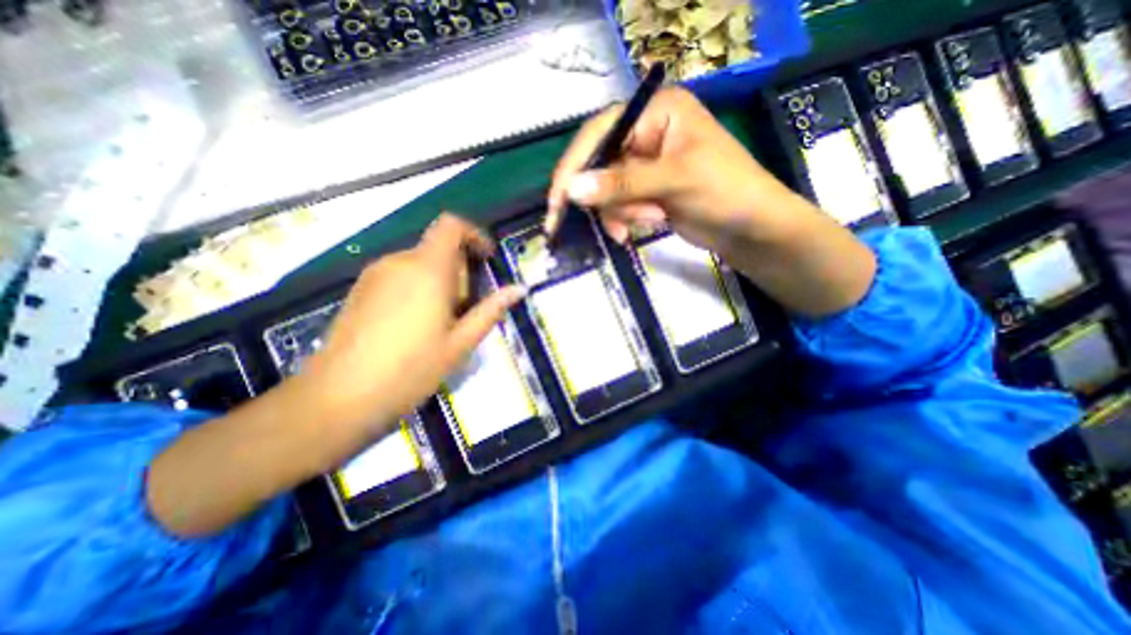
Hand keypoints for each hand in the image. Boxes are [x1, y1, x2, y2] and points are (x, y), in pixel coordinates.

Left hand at [299, 213, 529, 436]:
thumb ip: (490, 310)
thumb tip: (520, 289)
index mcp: (427, 270)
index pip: (450, 226)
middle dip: (459, 270)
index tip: (486, 259)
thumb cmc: (411, 370)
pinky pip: (399, 276)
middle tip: (465, 308)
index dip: (473, 234)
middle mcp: (398, 262)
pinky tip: (414, 325)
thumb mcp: (460, 342)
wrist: (339, 398)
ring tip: (441, 322)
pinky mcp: (359, 290)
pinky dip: (417, 288)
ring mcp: (374, 275)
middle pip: (437, 248)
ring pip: (418, 263)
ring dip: (439, 281)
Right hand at [543, 88, 807, 255]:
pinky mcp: (645, 190)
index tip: (557, 202)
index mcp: (656, 112)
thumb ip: (622, 184)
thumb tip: (571, 190)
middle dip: (611, 200)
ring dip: (623, 212)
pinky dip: (626, 219)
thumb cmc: (725, 191)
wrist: (750, 227)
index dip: (574, 167)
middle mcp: (645, 132)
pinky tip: (649, 225)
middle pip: (600, 166)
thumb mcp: (675, 181)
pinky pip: (618, 204)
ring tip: (652, 221)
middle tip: (623, 225)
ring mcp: (644, 163)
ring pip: (607, 190)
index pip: (600, 133)